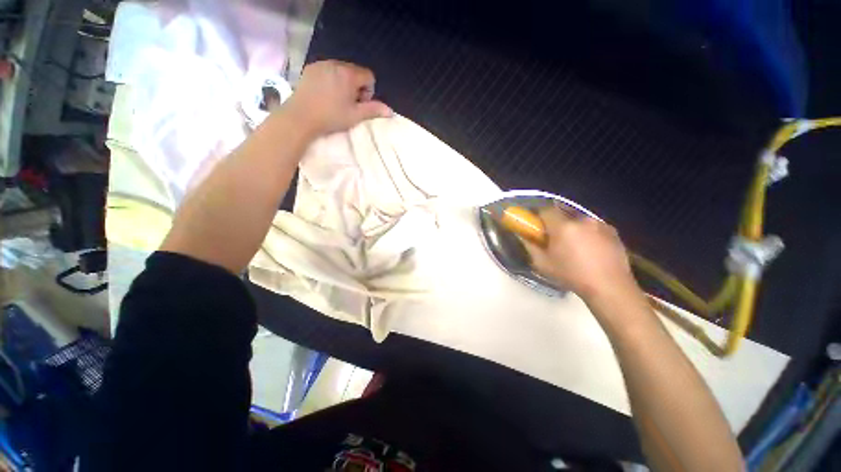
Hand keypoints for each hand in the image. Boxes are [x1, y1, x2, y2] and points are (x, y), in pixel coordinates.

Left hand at [284, 60, 392, 136]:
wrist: (301, 116)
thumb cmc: (331, 117)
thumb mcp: (355, 116)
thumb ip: (373, 110)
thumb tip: (390, 111)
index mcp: (349, 74)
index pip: (369, 76)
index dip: (368, 91)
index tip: (359, 104)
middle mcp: (336, 64)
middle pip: (355, 72)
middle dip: (356, 86)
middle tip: (348, 103)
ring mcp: (321, 64)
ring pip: (341, 70)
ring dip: (344, 83)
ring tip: (336, 100)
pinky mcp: (310, 68)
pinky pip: (327, 70)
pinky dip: (331, 80)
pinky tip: (325, 94)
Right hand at [524, 207, 639, 301]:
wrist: (609, 287)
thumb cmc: (571, 275)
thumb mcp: (543, 264)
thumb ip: (530, 246)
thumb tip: (523, 236)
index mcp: (563, 226)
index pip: (545, 210)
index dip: (539, 217)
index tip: (537, 227)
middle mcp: (581, 219)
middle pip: (563, 213)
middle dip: (556, 223)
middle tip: (554, 238)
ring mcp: (600, 223)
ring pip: (579, 220)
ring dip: (573, 227)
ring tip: (574, 245)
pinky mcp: (612, 231)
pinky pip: (593, 226)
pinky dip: (588, 232)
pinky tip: (590, 248)